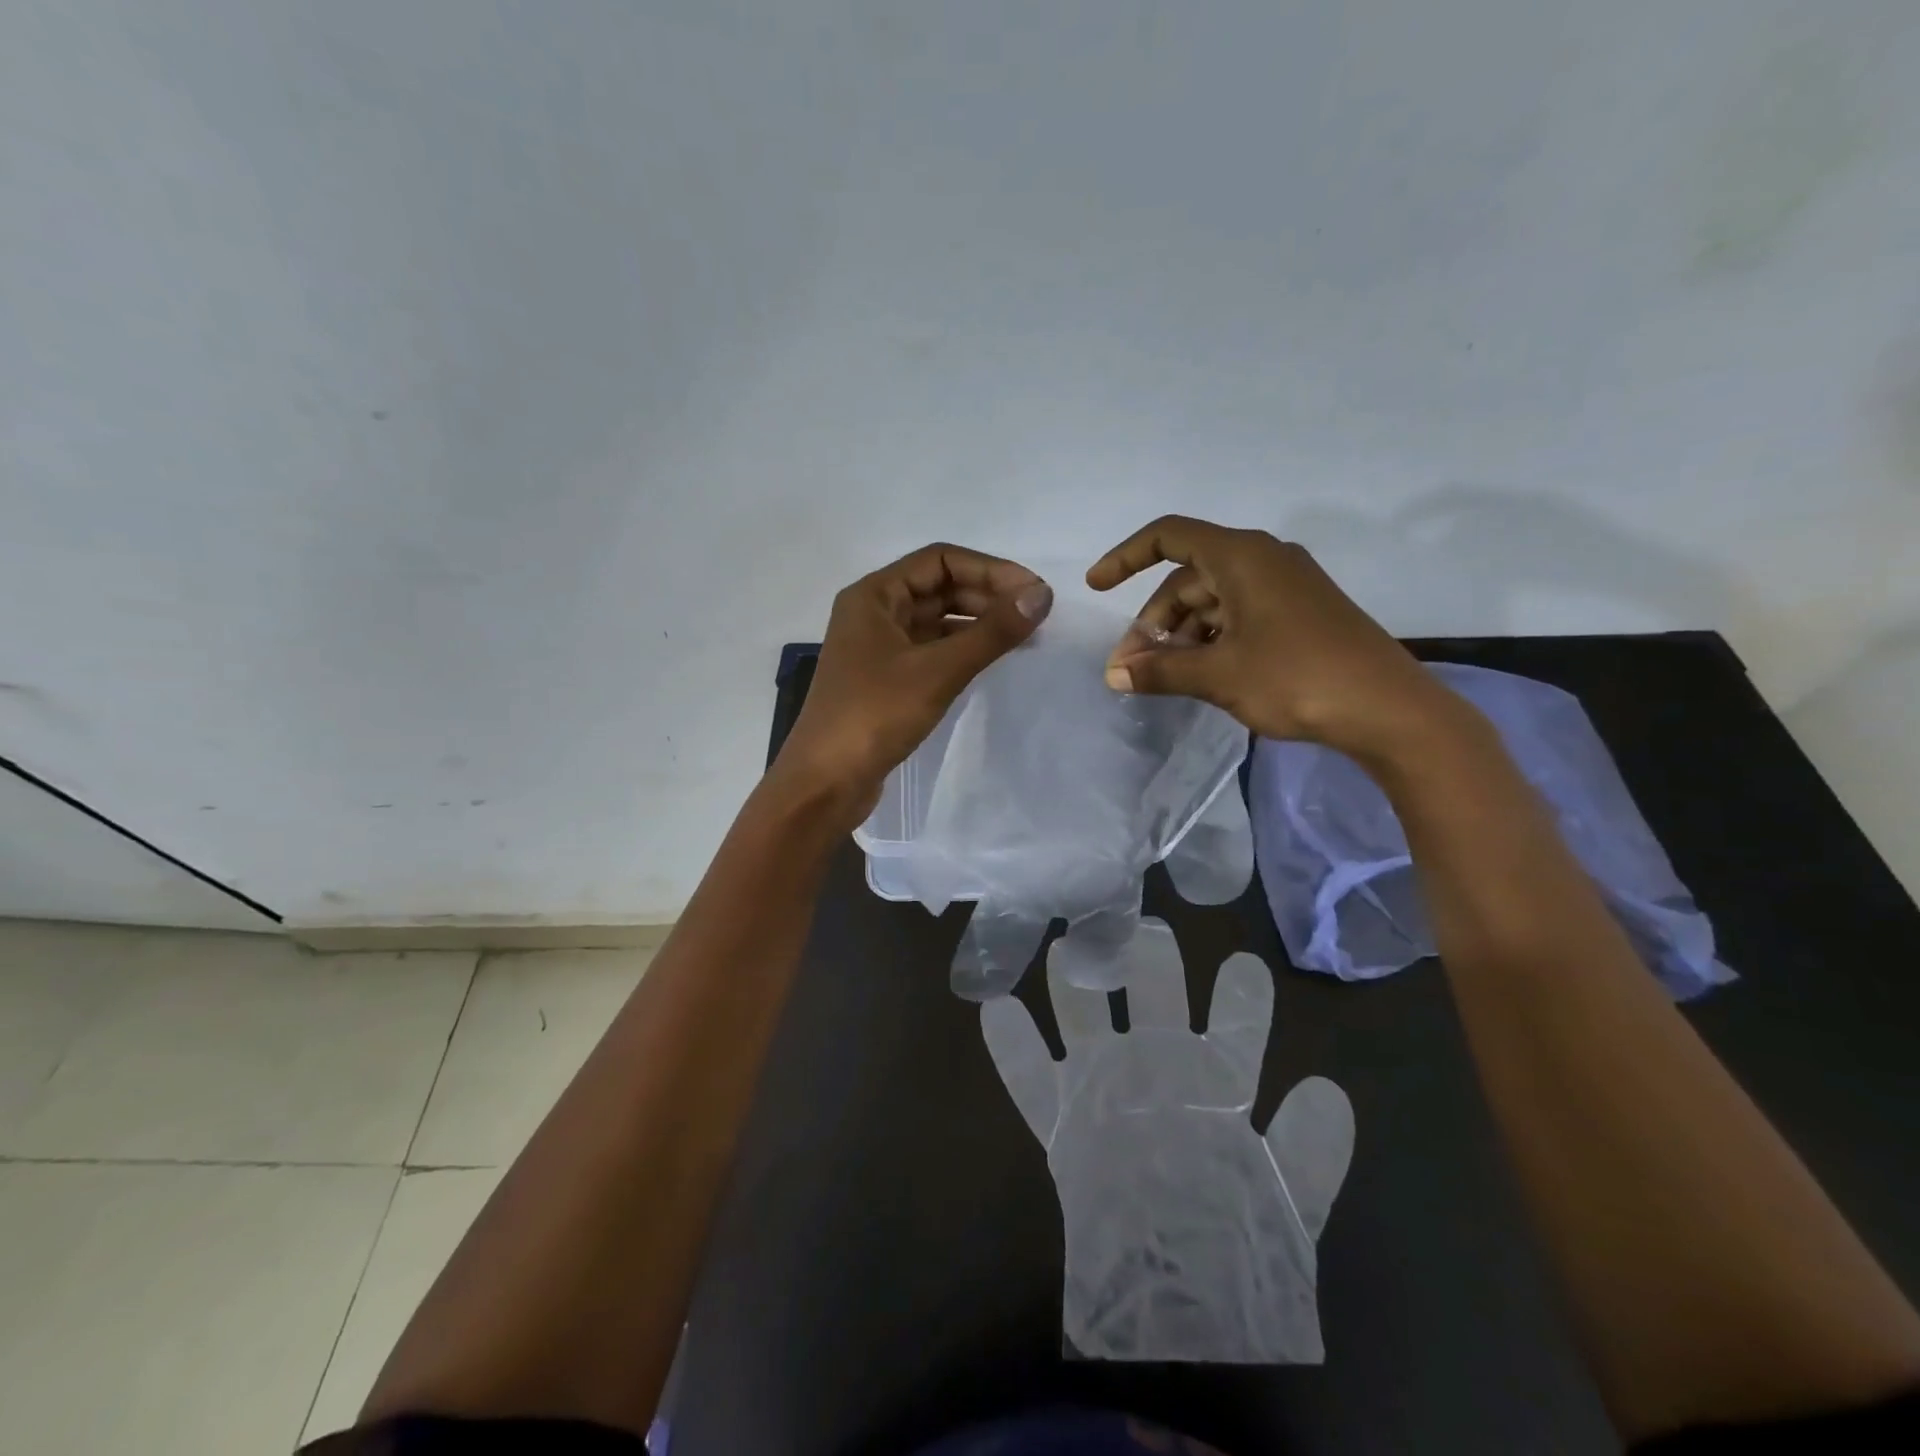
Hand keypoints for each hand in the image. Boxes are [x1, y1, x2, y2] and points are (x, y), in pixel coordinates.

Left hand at [774, 543, 1053, 824]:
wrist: (824, 783)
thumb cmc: (874, 715)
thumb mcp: (938, 670)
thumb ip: (992, 631)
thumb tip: (1042, 594)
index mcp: (874, 595)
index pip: (940, 560)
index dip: (990, 569)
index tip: (1032, 591)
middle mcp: (874, 613)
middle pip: (939, 587)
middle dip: (987, 595)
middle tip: (1035, 615)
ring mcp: (878, 648)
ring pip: (937, 621)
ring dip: (978, 623)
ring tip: (1023, 636)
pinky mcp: (886, 680)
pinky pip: (931, 650)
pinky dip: (962, 650)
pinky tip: (991, 661)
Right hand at [981, 922, 1354, 1362]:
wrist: (1171, 1312)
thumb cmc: (1232, 1251)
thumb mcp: (1286, 1204)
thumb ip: (1308, 1150)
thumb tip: (1326, 1087)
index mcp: (1214, 1087)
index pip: (1233, 1032)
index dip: (1241, 1001)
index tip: (1245, 963)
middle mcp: (1158, 1074)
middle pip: (1153, 1005)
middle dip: (1150, 965)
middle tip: (1144, 925)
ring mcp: (1105, 1091)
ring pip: (1086, 1022)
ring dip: (1073, 987)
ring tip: (1062, 947)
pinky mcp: (1062, 1122)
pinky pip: (1030, 1080)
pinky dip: (1012, 1049)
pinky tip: (996, 1009)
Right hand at [1087, 515, 1453, 761]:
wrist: (1389, 710)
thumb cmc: (1297, 678)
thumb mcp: (1218, 675)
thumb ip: (1160, 670)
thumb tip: (1113, 675)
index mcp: (1242, 557)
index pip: (1169, 537)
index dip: (1125, 557)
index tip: (1096, 587)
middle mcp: (1264, 560)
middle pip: (1188, 578)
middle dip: (1154, 621)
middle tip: (1132, 667)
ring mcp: (1286, 587)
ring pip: (1213, 601)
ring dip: (1182, 635)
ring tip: (1164, 677)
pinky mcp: (1300, 614)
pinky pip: (1239, 615)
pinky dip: (1212, 640)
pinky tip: (1202, 674)